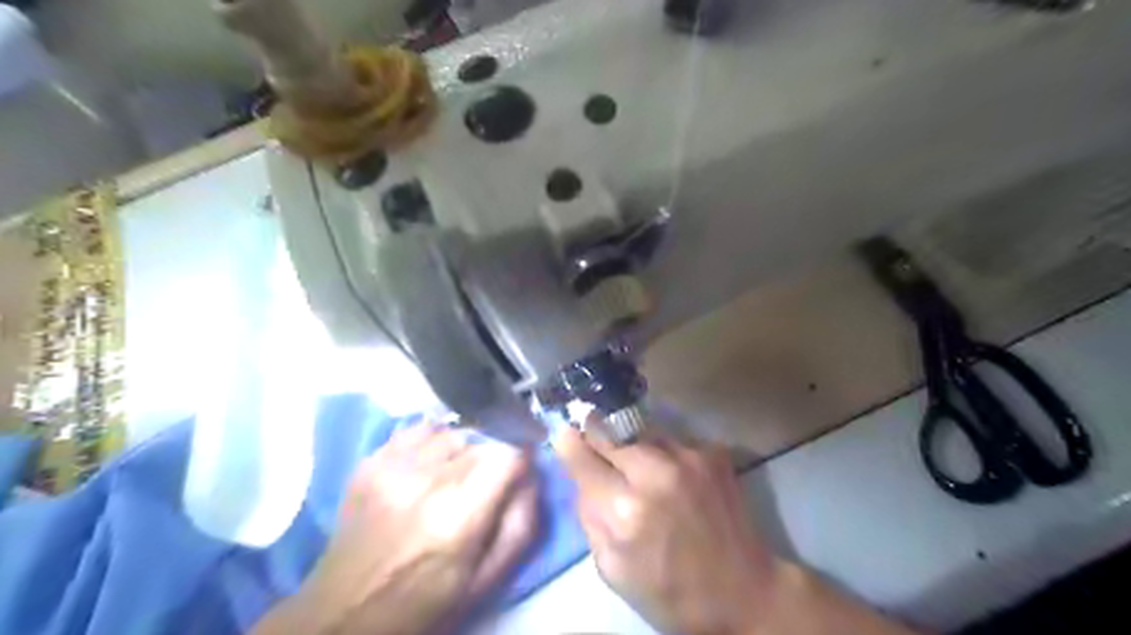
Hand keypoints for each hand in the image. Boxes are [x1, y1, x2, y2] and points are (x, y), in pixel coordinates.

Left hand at [256, 424, 538, 633]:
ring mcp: (394, 466)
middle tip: (483, 485)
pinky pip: (419, 429)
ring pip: (453, 431)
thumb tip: (532, 475)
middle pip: (482, 439)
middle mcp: (427, 481)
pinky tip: (428, 467)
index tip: (521, 466)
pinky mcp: (371, 460)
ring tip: (452, 477)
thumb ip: (521, 523)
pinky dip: (433, 441)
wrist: (345, 613)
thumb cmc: (425, 602)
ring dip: (463, 449)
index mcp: (459, 515)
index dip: (521, 455)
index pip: (508, 452)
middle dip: (493, 457)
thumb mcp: (486, 578)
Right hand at [557, 424, 918, 634]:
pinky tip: (672, 474)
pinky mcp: (712, 453)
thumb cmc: (672, 592)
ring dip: (631, 443)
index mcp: (626, 512)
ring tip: (639, 464)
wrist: (745, 592)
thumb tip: (581, 477)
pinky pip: (672, 440)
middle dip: (596, 434)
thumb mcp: (613, 570)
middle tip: (591, 434)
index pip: (583, 459)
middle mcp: (656, 474)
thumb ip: (590, 518)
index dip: (569, 443)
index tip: (563, 431)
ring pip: (641, 431)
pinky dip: (664, 452)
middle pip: (610, 433)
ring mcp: (688, 458)